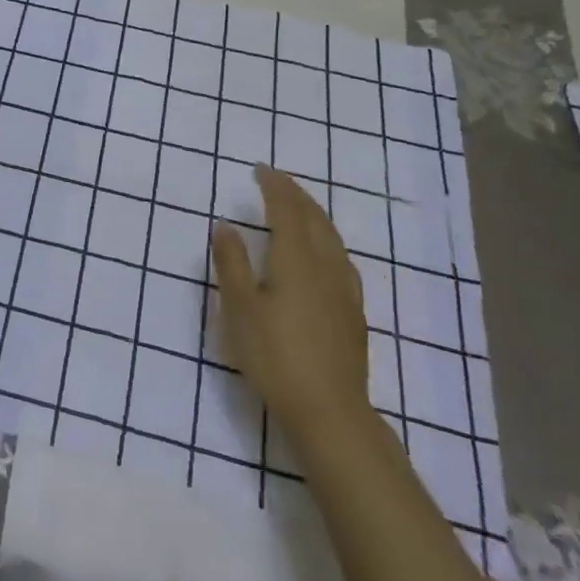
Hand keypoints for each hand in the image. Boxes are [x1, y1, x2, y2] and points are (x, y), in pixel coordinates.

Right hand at [212, 165, 371, 439]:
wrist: (330, 411)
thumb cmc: (276, 356)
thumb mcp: (240, 309)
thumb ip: (232, 263)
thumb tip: (226, 225)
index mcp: (295, 259)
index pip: (287, 210)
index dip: (275, 187)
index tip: (261, 169)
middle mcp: (325, 266)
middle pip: (315, 219)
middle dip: (296, 195)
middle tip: (278, 180)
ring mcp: (345, 290)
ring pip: (332, 238)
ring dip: (315, 215)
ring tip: (300, 208)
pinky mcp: (353, 313)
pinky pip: (341, 259)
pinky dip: (327, 240)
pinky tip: (325, 255)